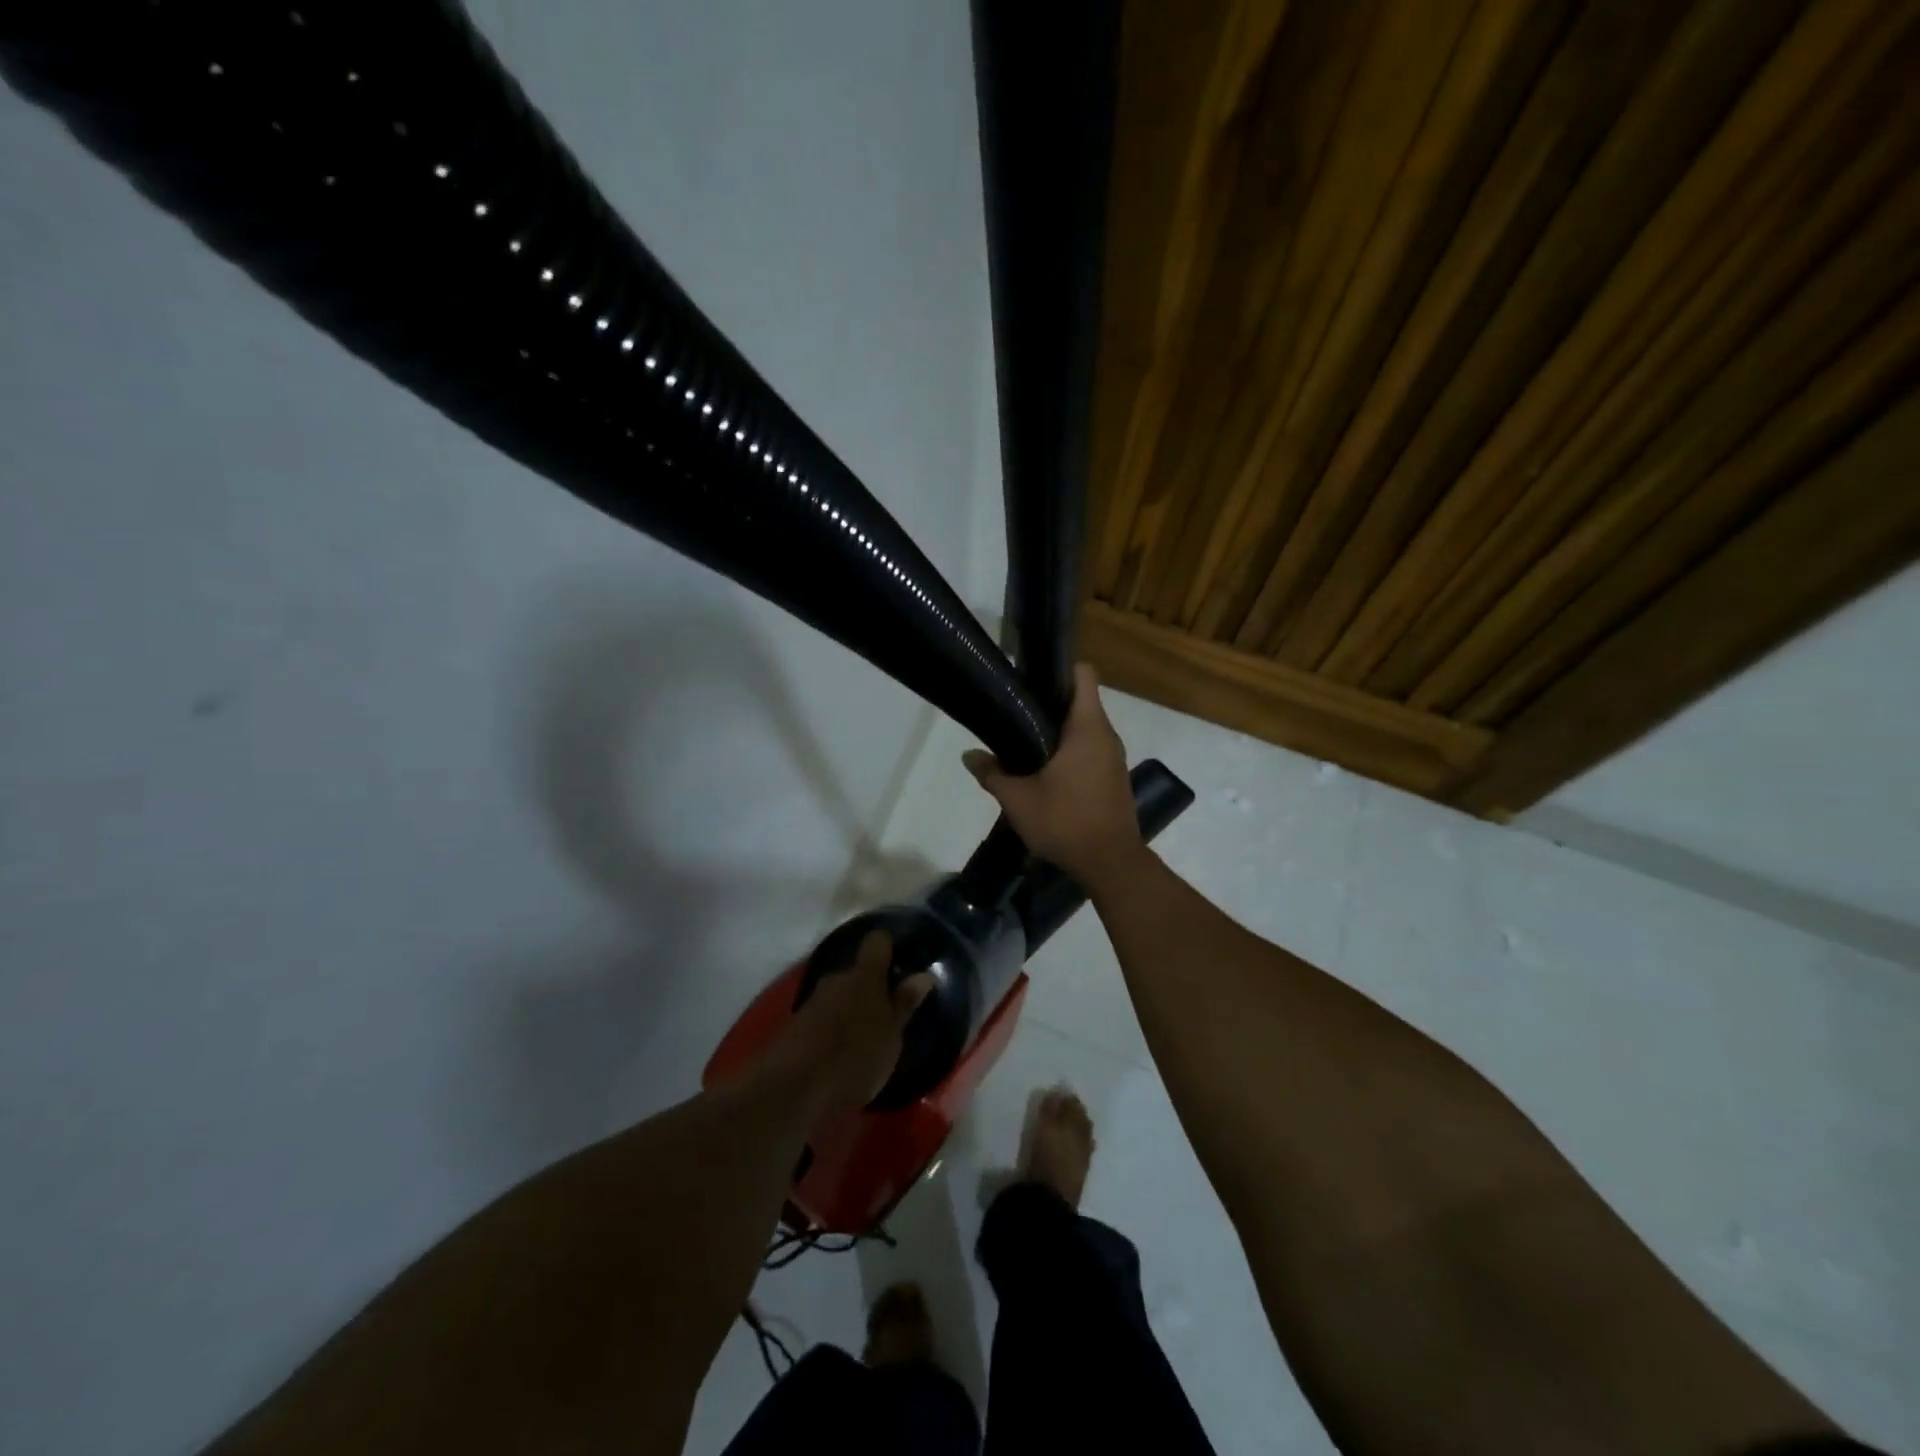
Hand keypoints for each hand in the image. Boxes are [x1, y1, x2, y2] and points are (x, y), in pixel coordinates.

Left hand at [768, 930, 930, 1114]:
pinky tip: (843, 1051)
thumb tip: (923, 975)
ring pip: (840, 994)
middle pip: (858, 971)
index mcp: (865, 975)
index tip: (902, 960)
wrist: (794, 1088)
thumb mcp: (891, 1035)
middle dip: (872, 986)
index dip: (889, 946)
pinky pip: (824, 1016)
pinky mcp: (797, 1024)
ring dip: (852, 1009)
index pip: (878, 942)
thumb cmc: (854, 1057)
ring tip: (867, 1036)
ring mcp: (814, 1000)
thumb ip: (905, 1004)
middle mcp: (837, 978)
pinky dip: (835, 1027)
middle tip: (889, 1011)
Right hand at [963, 663, 1144, 888]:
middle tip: (1016, 713)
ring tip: (1026, 744)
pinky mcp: (1115, 779)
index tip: (1030, 679)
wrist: (1111, 863)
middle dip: (1050, 703)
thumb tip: (969, 756)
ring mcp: (1115, 758)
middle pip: (1081, 701)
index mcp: (1088, 727)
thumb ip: (992, 773)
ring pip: (1087, 729)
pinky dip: (1072, 753)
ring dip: (1060, 732)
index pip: (1083, 674)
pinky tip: (1047, 772)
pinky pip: (1093, 751)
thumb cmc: (1065, 821)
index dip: (1058, 669)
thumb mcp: (1018, 799)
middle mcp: (1107, 735)